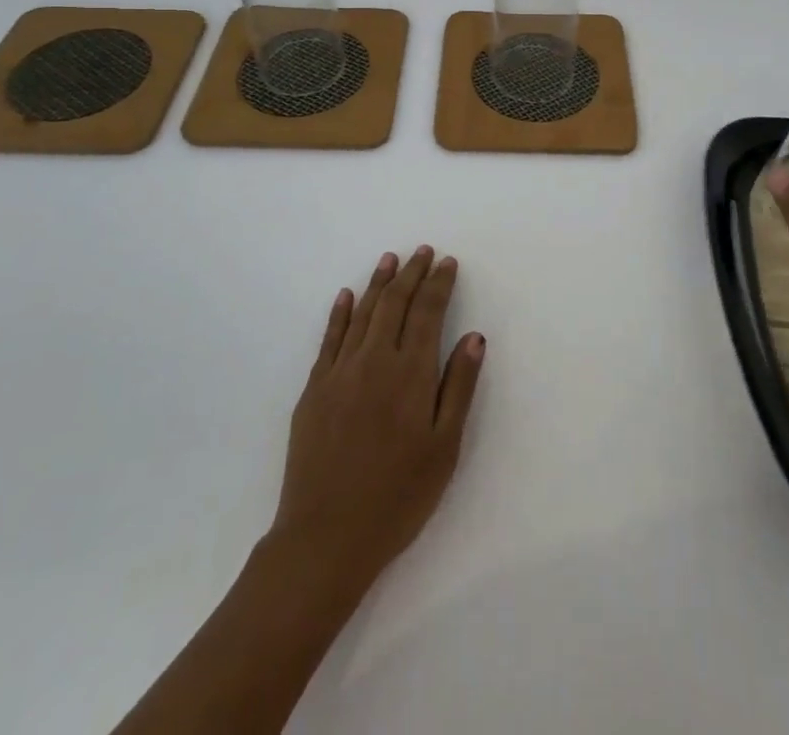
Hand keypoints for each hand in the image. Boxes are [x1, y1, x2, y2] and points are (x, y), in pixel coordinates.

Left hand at [271, 247, 485, 599]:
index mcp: (410, 372)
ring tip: (390, 259)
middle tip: (423, 251)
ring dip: (378, 282)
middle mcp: (374, 360)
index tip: (448, 262)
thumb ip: (459, 386)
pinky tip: (346, 295)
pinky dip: (340, 312)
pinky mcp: (314, 389)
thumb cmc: (398, 497)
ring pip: (362, 312)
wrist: (326, 538)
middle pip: (395, 303)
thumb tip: (474, 336)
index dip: (439, 283)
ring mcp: (339, 372)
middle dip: (411, 273)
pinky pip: (329, 338)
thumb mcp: (444, 448)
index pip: (427, 312)